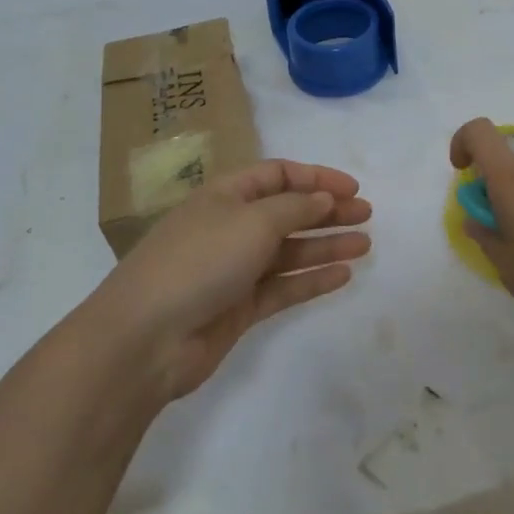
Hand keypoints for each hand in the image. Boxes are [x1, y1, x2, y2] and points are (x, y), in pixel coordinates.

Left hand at [93, 159, 371, 400]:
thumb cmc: (200, 261)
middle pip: (287, 211)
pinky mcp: (238, 307)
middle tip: (367, 215)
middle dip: (327, 211)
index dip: (316, 177)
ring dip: (326, 245)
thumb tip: (323, 198)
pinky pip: (283, 286)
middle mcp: (231, 226)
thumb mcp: (252, 221)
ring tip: (366, 245)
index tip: (353, 188)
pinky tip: (343, 275)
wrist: (147, 338)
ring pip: (289, 250)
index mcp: (226, 194)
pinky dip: (311, 279)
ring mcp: (234, 268)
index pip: (277, 175)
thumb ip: (295, 208)